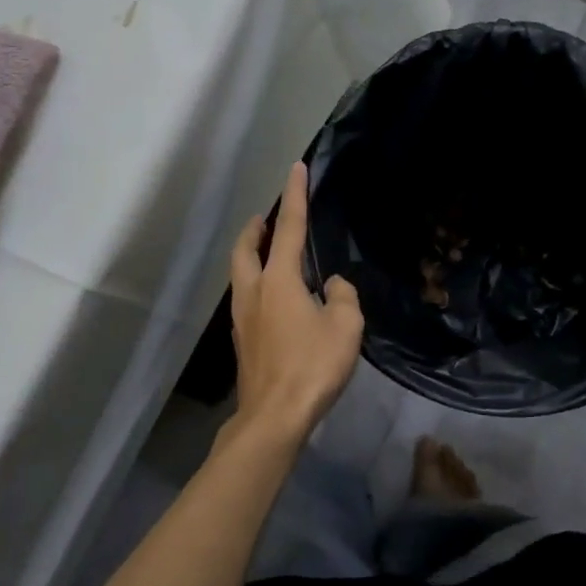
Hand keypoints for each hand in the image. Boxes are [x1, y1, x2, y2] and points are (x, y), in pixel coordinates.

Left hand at [226, 162, 363, 447]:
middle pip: (245, 248)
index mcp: (279, 280)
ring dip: (250, 254)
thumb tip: (333, 287)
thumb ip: (344, 297)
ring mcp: (243, 317)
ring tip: (266, 251)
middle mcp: (254, 291)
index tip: (295, 168)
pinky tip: (274, 298)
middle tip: (265, 217)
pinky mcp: (243, 340)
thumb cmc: (311, 366)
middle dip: (254, 228)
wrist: (274, 417)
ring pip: (240, 273)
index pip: (288, 227)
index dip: (294, 195)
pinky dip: (255, 282)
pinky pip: (245, 297)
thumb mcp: (345, 327)